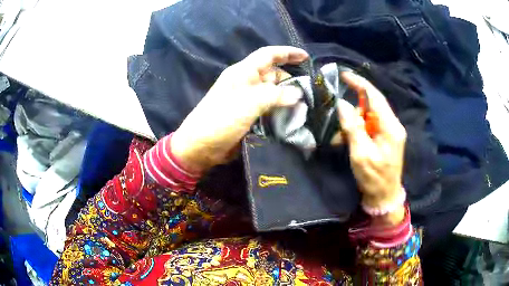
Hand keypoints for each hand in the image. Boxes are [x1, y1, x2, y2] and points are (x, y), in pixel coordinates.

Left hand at [171, 46, 308, 173]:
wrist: (201, 146)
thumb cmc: (221, 118)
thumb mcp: (249, 102)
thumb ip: (275, 95)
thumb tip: (298, 94)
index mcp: (244, 72)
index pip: (268, 55)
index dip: (287, 53)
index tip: (306, 57)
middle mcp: (247, 82)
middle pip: (273, 74)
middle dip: (291, 80)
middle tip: (310, 92)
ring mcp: (248, 100)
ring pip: (273, 93)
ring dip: (288, 98)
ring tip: (306, 107)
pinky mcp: (249, 115)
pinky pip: (269, 108)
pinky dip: (280, 111)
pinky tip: (293, 118)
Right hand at [336, 72, 406, 224]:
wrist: (384, 197)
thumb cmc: (374, 178)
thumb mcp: (361, 154)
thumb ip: (353, 128)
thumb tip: (343, 104)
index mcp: (391, 127)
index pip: (375, 97)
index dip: (360, 84)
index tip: (344, 75)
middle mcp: (393, 125)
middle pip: (372, 105)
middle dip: (354, 106)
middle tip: (337, 111)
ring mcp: (389, 132)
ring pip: (369, 116)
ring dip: (353, 122)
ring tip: (340, 137)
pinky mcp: (385, 138)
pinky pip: (369, 126)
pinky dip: (357, 130)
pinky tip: (347, 141)